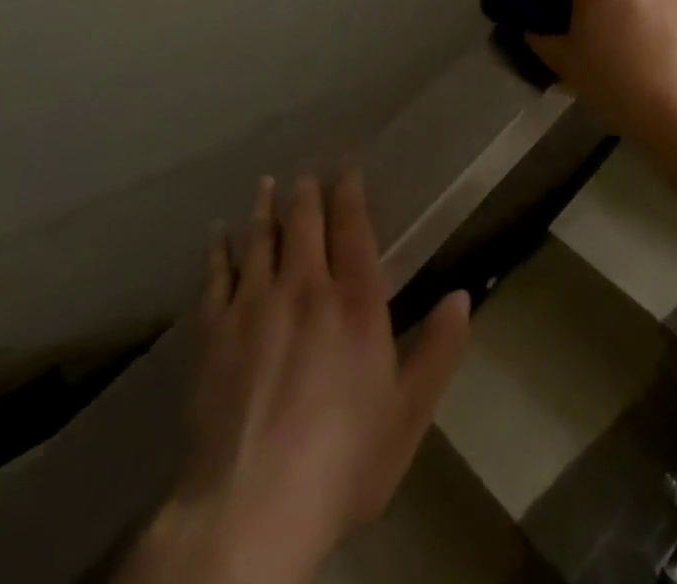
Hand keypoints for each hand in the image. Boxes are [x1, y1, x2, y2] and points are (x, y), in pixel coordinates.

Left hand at [122, 174, 471, 583]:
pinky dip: (218, 251)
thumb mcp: (408, 413)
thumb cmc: (343, 461)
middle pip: (304, 224)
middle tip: (305, 175)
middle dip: (306, 194)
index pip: (353, 228)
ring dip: (264, 209)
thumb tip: (462, 296)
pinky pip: (216, 277)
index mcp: (355, 301)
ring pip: (260, 240)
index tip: (346, 168)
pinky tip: (217, 235)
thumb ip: (438, 350)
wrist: (252, 508)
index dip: (350, 193)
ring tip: (265, 185)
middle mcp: (305, 287)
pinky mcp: (214, 332)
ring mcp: (254, 305)